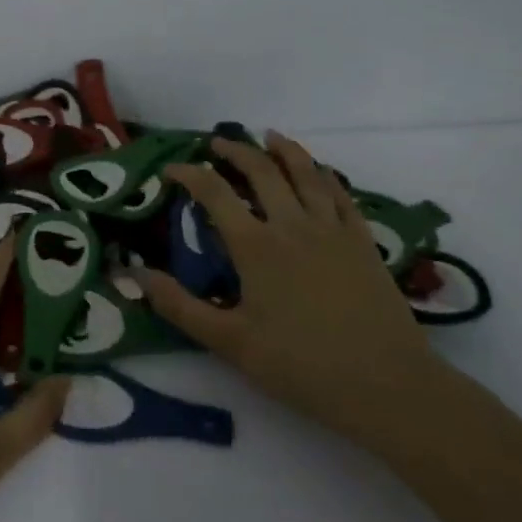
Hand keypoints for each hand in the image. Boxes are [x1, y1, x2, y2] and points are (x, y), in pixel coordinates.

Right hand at [132, 132, 445, 449]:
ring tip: (269, 135)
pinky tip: (320, 170)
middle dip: (235, 150)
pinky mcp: (363, 242)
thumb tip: (134, 273)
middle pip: (261, 171)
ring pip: (306, 173)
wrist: (387, 386)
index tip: (171, 169)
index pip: (214, 192)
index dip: (189, 174)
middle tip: (217, 142)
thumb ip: (179, 306)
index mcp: (256, 246)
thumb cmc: (301, 366)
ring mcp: (332, 230)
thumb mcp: (230, 343)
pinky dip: (325, 174)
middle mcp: (292, 225)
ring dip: (284, 150)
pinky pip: (342, 194)